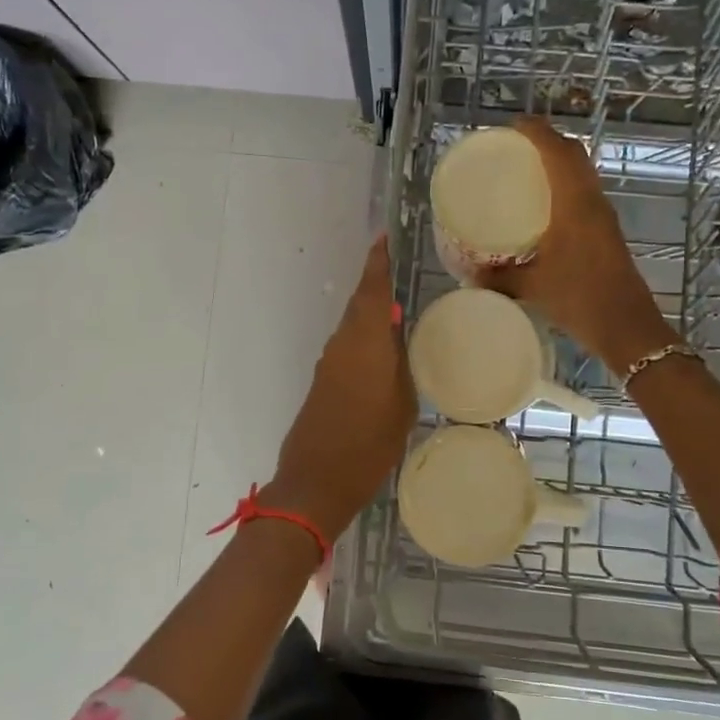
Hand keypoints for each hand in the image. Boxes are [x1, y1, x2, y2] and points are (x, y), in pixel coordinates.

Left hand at [262, 237, 415, 543]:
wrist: (316, 482)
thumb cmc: (368, 444)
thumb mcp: (402, 404)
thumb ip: (401, 365)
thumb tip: (398, 338)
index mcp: (364, 342)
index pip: (371, 290)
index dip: (378, 262)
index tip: (385, 238)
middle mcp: (342, 344)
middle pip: (360, 304)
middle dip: (377, 285)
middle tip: (402, 271)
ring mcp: (329, 363)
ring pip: (354, 326)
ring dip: (372, 313)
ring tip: (401, 310)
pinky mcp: (323, 382)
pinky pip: (349, 347)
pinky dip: (365, 339)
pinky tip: (384, 349)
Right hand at [478, 118, 675, 371]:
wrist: (627, 326)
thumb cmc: (580, 299)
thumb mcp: (532, 288)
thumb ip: (498, 278)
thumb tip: (468, 275)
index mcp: (575, 204)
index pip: (559, 152)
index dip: (538, 132)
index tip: (513, 125)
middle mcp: (592, 202)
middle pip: (574, 156)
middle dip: (548, 141)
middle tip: (517, 145)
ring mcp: (603, 217)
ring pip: (583, 174)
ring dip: (560, 162)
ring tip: (528, 168)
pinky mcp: (607, 233)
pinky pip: (585, 193)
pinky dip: (566, 184)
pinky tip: (546, 205)